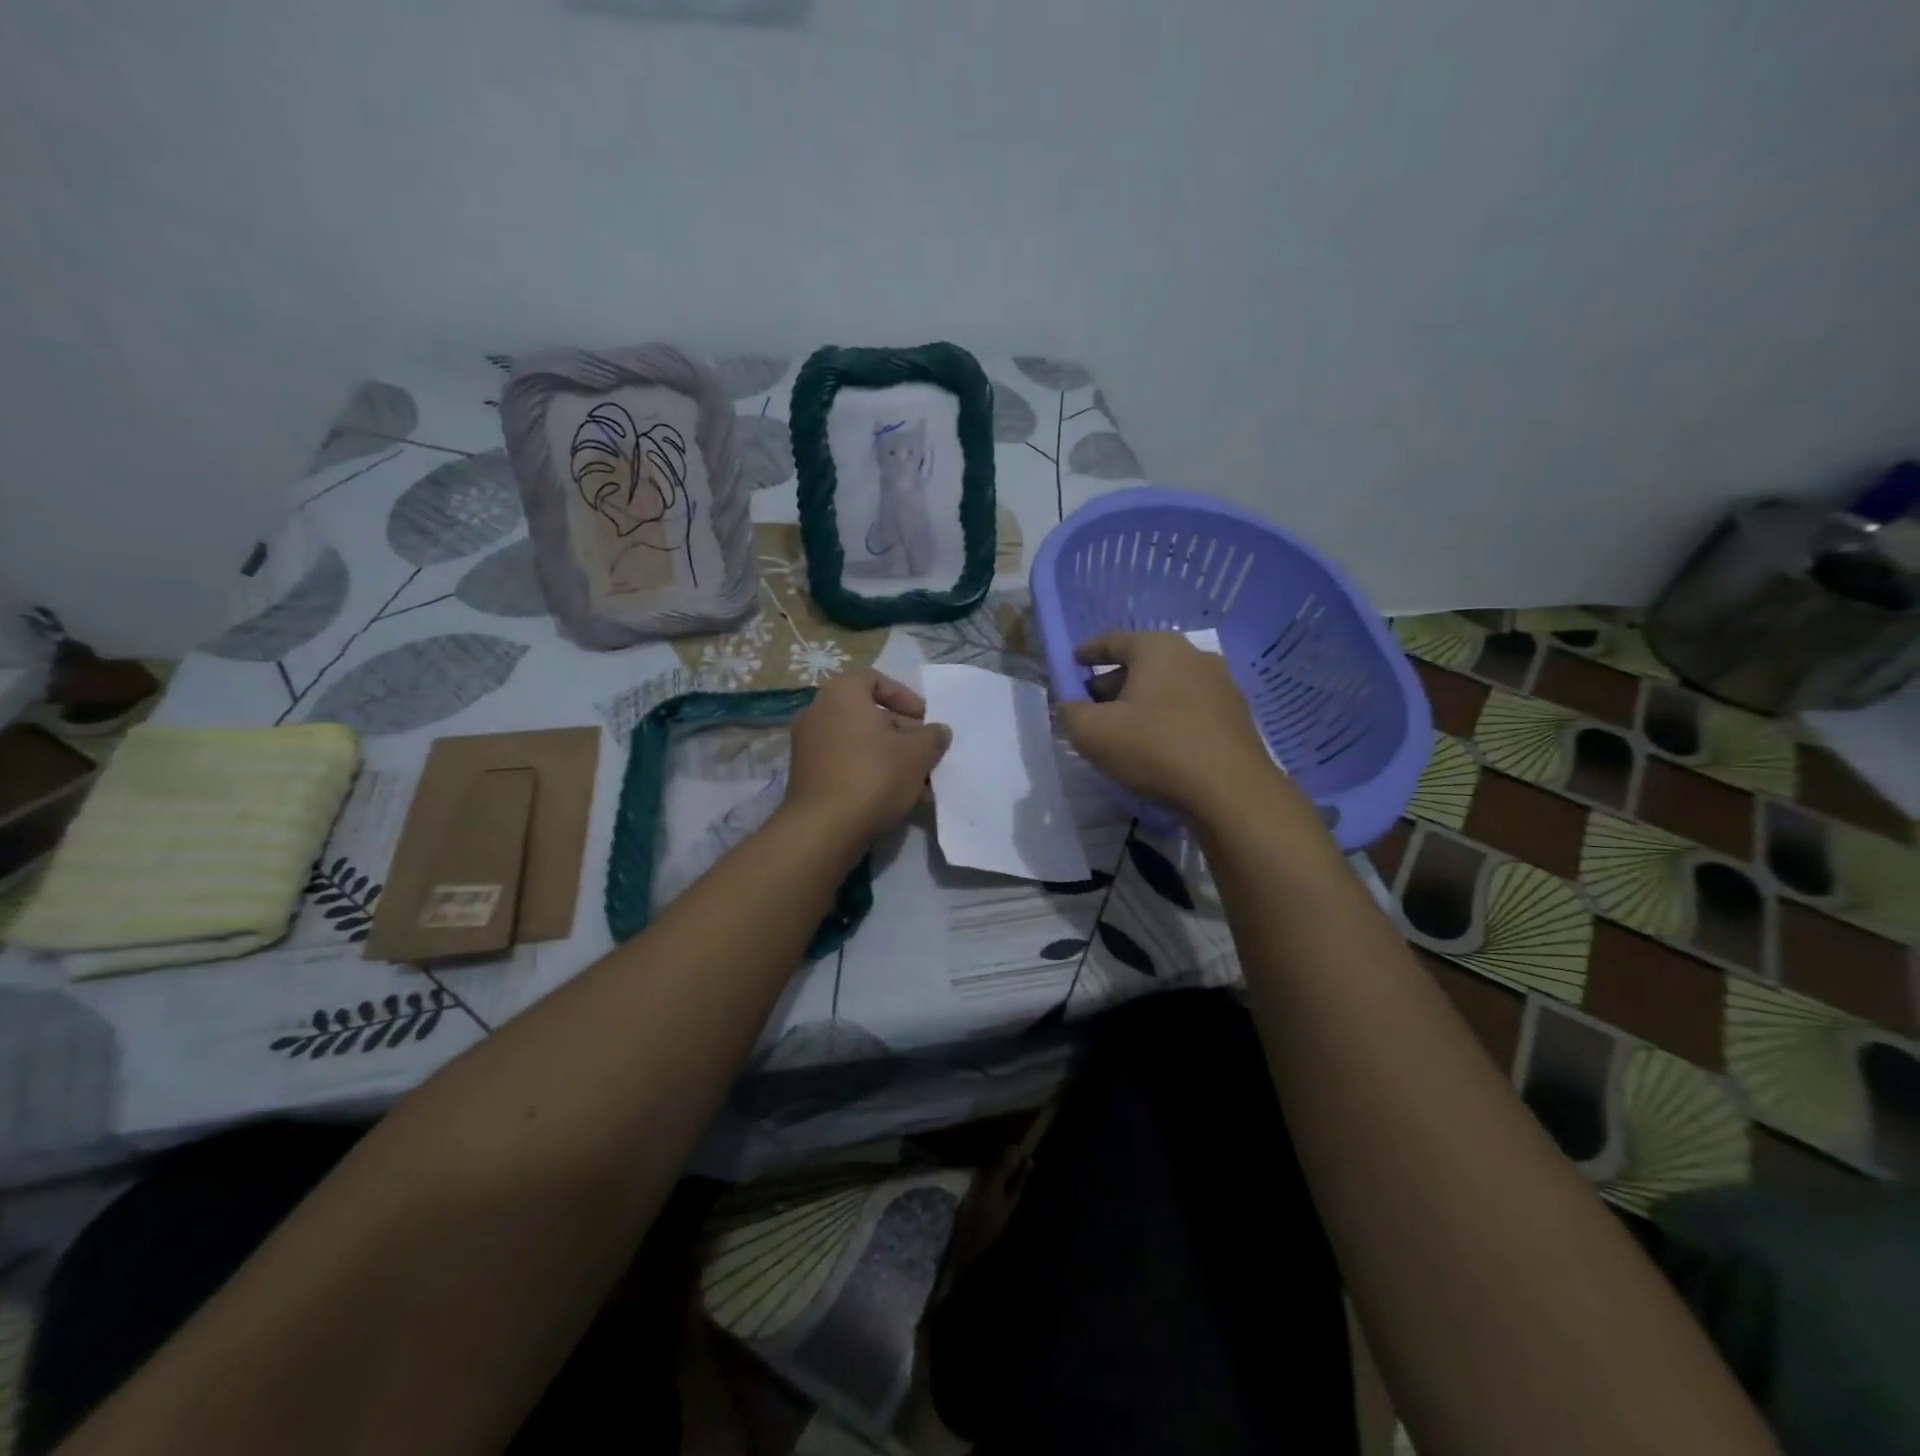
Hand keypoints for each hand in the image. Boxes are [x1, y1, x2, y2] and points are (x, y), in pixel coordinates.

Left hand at [783, 669, 951, 844]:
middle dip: (902, 734)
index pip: (875, 679)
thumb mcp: (917, 754)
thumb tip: (939, 731)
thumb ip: (933, 737)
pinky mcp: (806, 776)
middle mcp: (818, 711)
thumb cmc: (874, 776)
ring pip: (859, 743)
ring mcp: (807, 745)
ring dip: (890, 758)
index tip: (925, 720)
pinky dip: (869, 774)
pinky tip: (894, 799)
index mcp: (842, 694)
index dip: (905, 696)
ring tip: (918, 783)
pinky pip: (844, 764)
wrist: (823, 828)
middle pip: (868, 714)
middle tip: (925, 755)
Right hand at [1056, 631, 1289, 821]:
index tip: (1073, 662)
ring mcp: (1221, 685)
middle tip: (1090, 706)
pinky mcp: (1236, 716)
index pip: (1114, 640)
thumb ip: (1070, 712)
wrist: (1230, 792)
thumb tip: (1070, 706)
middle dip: (1112, 683)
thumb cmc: (1155, 749)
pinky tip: (1156, 745)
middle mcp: (1193, 656)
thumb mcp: (1092, 733)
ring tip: (1122, 730)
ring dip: (1141, 702)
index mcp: (1158, 648)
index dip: (1088, 652)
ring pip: (1167, 686)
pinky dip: (1167, 718)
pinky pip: (1189, 708)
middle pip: (1142, 663)